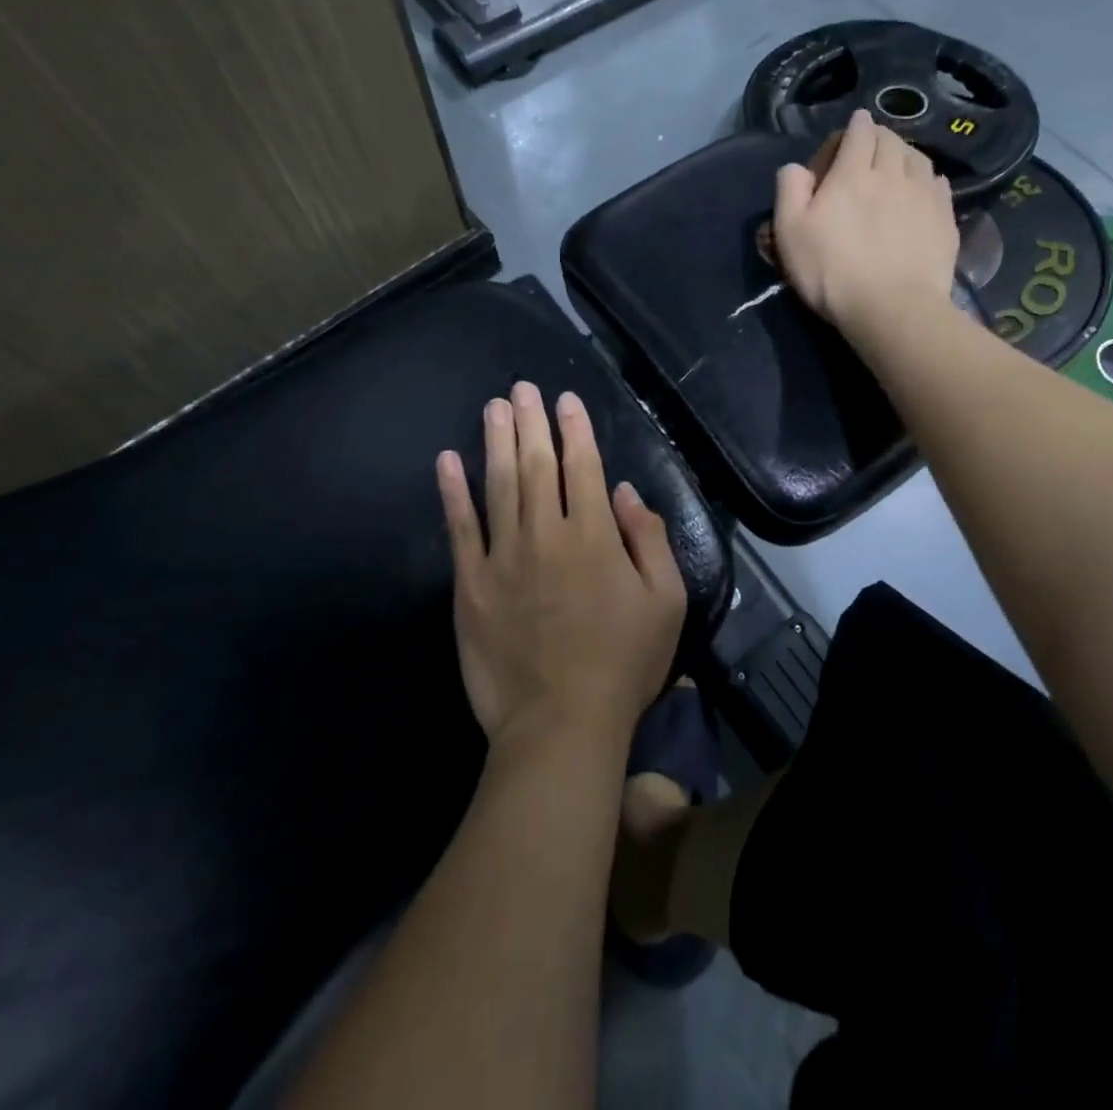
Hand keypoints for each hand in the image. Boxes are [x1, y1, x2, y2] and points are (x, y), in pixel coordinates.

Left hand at [437, 382, 686, 747]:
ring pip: (498, 485)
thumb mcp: (666, 603)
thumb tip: (628, 492)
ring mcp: (503, 558)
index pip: (584, 467)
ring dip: (495, 441)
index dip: (575, 429)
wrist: (560, 725)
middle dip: (532, 422)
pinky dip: (452, 492)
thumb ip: (649, 541)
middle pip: (537, 465)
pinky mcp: (470, 585)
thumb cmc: (623, 664)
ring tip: (493, 407)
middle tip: (522, 387)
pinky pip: (460, 529)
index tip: (565, 399)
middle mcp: (546, 534)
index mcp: (595, 537)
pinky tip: (447, 461)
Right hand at [772, 108, 958, 347]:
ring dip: (904, 153)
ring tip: (896, 165)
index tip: (853, 127)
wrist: (891, 309)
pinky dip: (927, 177)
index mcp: (852, 174)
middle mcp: (892, 173)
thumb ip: (789, 191)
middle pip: (890, 139)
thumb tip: (796, 167)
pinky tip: (922, 189)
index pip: (859, 132)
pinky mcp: (944, 217)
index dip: (855, 126)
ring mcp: (924, 194)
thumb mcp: (790, 234)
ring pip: (917, 156)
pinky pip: (938, 182)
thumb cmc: (832, 273)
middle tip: (870, 148)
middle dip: (879, 136)